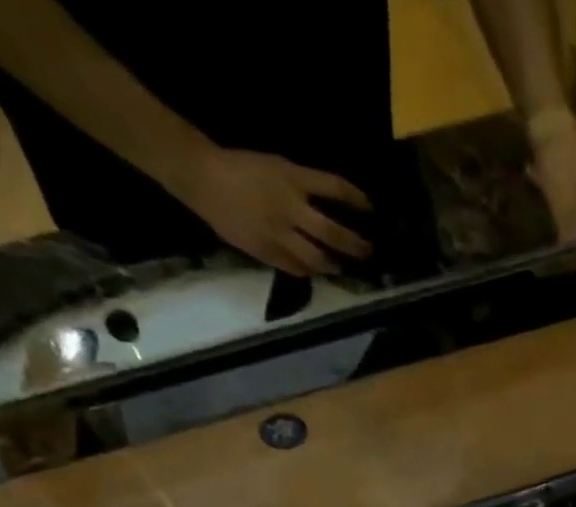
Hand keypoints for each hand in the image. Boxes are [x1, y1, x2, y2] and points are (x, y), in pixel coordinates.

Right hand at [174, 147, 373, 275]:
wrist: (203, 179)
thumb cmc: (242, 168)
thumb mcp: (278, 166)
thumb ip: (305, 186)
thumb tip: (333, 207)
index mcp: (292, 179)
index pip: (336, 188)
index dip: (358, 200)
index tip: (371, 210)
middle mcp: (289, 208)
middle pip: (333, 233)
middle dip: (355, 246)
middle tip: (368, 252)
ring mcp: (278, 233)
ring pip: (317, 258)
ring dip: (334, 264)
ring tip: (341, 266)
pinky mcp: (267, 252)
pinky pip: (296, 268)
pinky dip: (310, 270)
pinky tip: (315, 269)